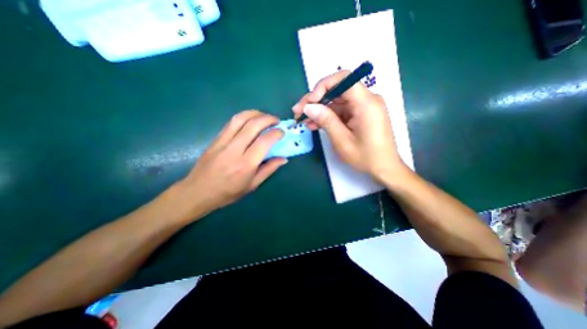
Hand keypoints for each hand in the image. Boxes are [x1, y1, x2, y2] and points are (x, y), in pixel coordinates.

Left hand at [171, 111, 288, 220]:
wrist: (197, 192)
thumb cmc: (228, 192)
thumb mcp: (252, 185)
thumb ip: (269, 170)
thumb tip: (284, 159)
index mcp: (246, 164)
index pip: (264, 141)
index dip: (276, 133)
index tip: (282, 132)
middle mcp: (234, 150)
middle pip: (253, 125)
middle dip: (268, 119)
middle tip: (276, 121)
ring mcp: (222, 142)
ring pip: (240, 119)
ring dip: (255, 113)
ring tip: (264, 116)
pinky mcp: (215, 139)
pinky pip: (231, 122)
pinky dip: (244, 117)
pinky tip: (250, 120)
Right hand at [294, 69, 408, 180]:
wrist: (384, 168)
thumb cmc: (366, 157)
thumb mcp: (342, 141)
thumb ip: (326, 121)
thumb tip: (308, 107)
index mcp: (366, 103)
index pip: (343, 79)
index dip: (323, 86)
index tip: (310, 102)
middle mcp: (366, 100)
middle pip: (337, 90)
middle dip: (315, 99)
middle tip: (298, 111)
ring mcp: (363, 107)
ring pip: (336, 101)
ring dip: (319, 110)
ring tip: (304, 121)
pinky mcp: (359, 114)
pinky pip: (340, 110)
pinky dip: (327, 116)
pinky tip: (315, 124)